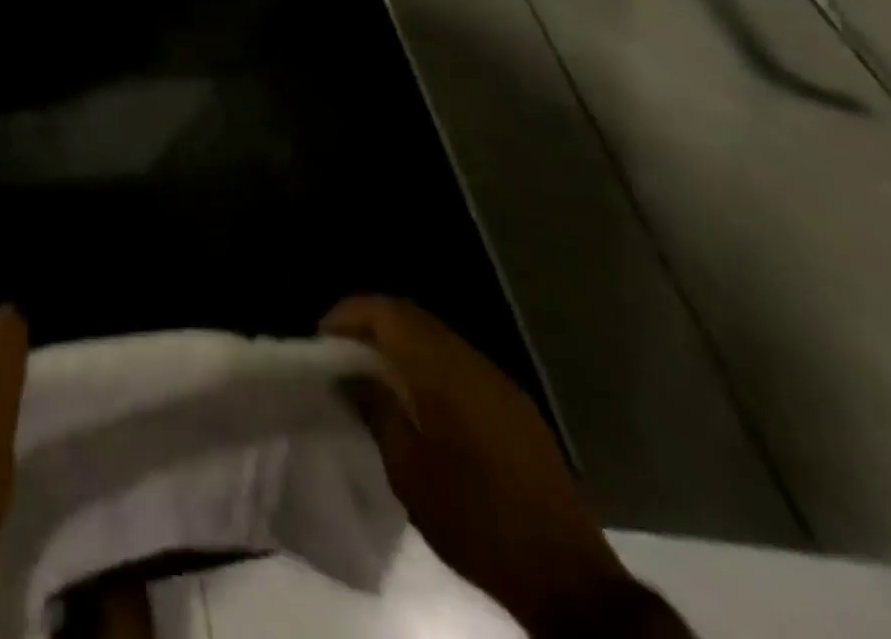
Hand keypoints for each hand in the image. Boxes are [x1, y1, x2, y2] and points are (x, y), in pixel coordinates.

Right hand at [322, 297, 658, 636]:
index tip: (322, 339)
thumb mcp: (407, 469)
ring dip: (399, 344)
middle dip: (370, 324)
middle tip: (339, 352)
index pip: (387, 312)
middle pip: (412, 317)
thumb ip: (376, 408)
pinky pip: (458, 362)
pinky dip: (426, 363)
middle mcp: (471, 361)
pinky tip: (415, 399)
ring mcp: (497, 381)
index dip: (349, 314)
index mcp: (442, 370)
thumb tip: (349, 373)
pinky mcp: (513, 405)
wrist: (568, 578)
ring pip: (436, 337)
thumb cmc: (475, 520)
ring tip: (370, 374)